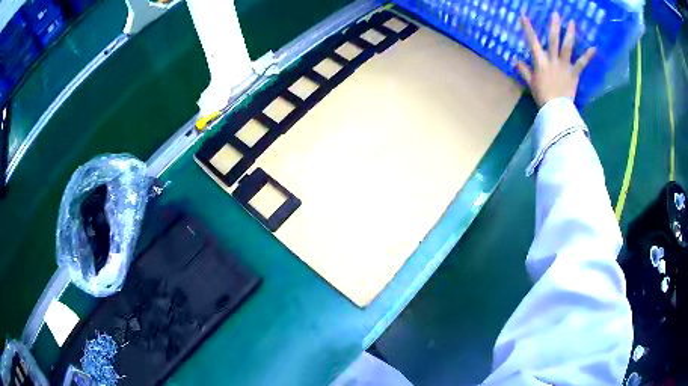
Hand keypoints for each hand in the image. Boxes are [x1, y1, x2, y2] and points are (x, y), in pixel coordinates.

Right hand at [516, 12, 595, 106]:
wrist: (556, 109)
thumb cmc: (542, 95)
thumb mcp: (530, 82)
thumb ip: (523, 69)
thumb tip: (514, 59)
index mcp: (540, 61)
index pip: (532, 41)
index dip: (527, 27)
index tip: (523, 15)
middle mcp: (552, 60)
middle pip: (553, 40)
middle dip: (554, 26)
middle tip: (556, 14)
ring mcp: (564, 66)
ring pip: (567, 47)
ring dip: (570, 34)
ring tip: (572, 22)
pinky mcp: (574, 73)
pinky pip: (582, 63)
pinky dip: (588, 55)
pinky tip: (594, 47)